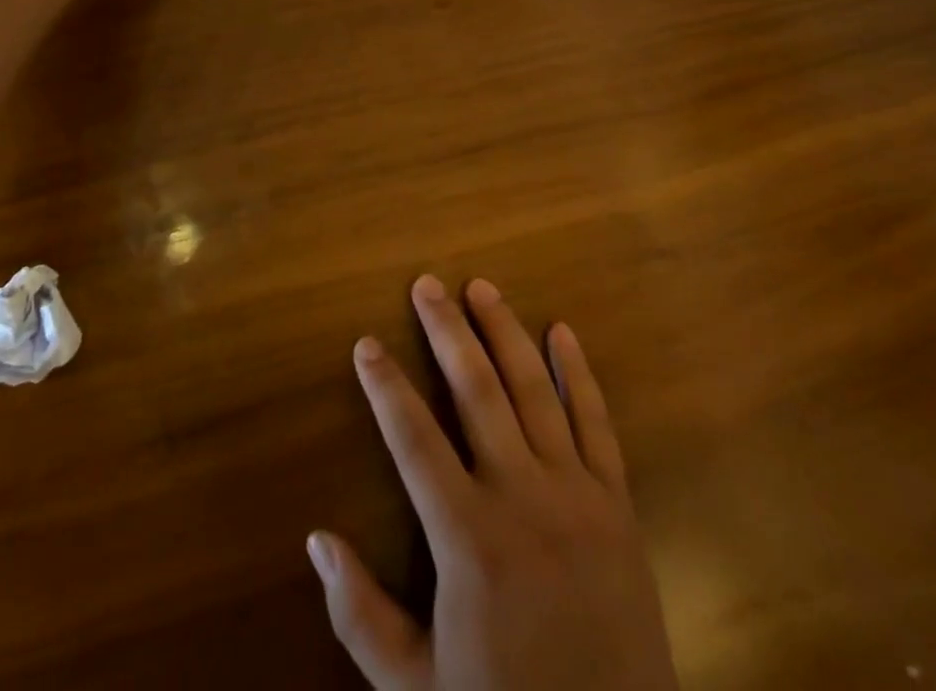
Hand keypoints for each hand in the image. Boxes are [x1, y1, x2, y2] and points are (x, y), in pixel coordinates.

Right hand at [310, 277, 677, 690]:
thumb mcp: (415, 689)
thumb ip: (360, 614)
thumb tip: (316, 538)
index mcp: (468, 538)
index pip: (413, 438)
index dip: (385, 387)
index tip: (366, 343)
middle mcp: (521, 497)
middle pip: (476, 391)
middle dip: (446, 331)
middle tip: (426, 284)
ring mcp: (576, 495)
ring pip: (534, 391)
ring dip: (505, 333)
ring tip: (481, 288)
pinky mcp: (618, 506)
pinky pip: (597, 424)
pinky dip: (578, 373)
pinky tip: (562, 334)